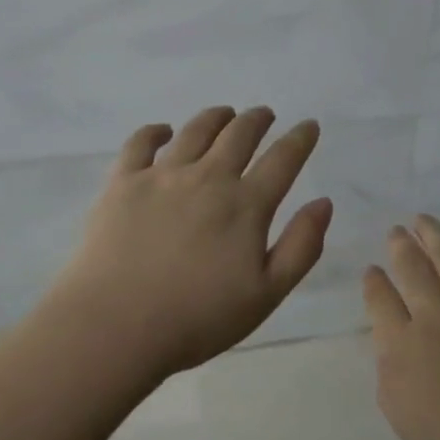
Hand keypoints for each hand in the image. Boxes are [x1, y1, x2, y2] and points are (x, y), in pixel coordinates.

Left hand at [44, 106, 332, 377]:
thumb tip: (324, 203)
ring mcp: (163, 175)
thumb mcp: (266, 294)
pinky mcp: (123, 182)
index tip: (309, 126)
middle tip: (265, 115)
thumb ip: (301, 246)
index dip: (300, 139)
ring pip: (196, 130)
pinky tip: (163, 131)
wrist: (115, 326)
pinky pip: (141, 142)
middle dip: (257, 119)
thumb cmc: (197, 319)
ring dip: (216, 117)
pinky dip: (156, 131)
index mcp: (245, 205)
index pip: (283, 159)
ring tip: (225, 114)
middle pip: (239, 134)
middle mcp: (208, 178)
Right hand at [364, 216, 439, 439]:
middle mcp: (434, 317)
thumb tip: (391, 336)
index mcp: (401, 347)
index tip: (374, 271)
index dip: (374, 281)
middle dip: (401, 246)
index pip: (379, 298)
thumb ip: (390, 368)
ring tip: (423, 219)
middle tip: (397, 232)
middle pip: (411, 267)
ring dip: (434, 233)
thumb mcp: (402, 416)